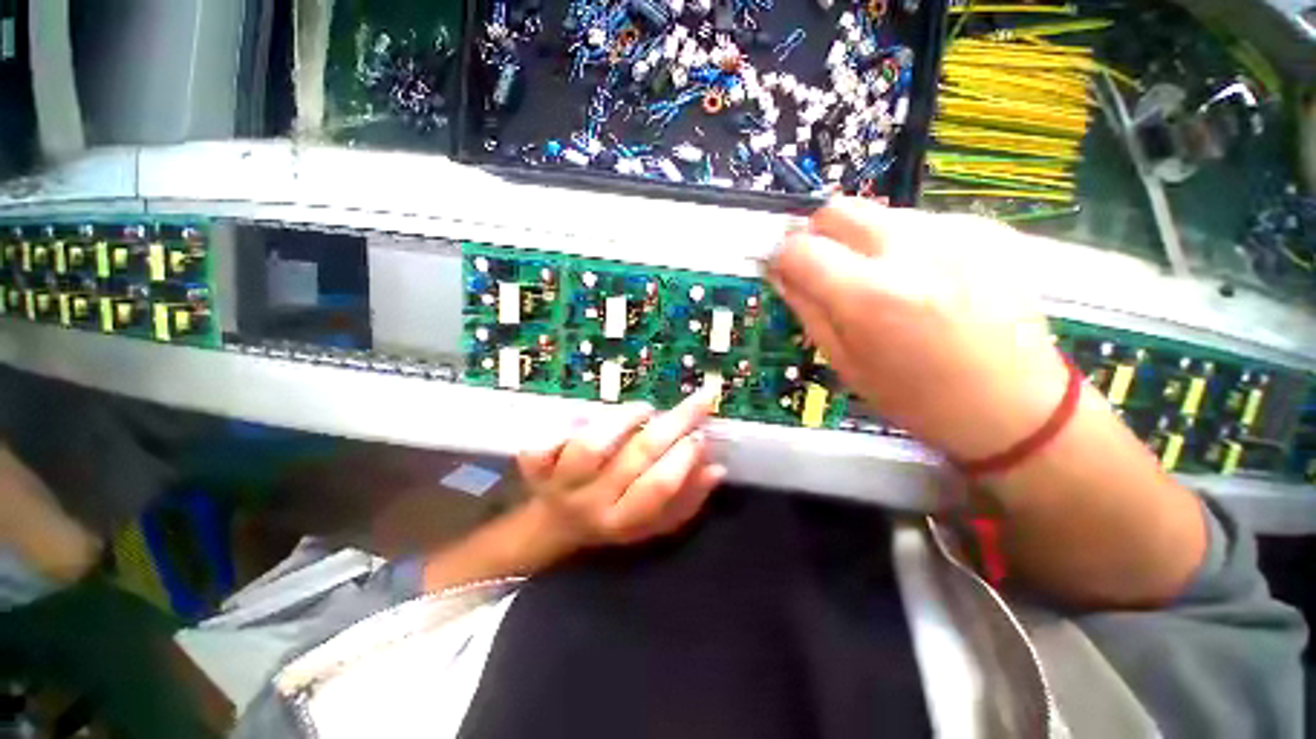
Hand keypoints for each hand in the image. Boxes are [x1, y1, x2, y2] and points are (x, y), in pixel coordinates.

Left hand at [516, 389, 726, 547]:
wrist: (556, 525)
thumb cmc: (614, 517)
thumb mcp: (654, 522)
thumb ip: (686, 498)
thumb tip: (716, 467)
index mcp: (623, 520)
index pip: (658, 488)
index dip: (684, 457)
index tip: (701, 433)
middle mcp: (592, 503)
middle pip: (634, 458)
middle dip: (673, 424)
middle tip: (697, 400)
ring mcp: (560, 483)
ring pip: (592, 446)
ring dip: (625, 420)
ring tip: (645, 409)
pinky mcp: (535, 467)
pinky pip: (545, 445)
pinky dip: (565, 426)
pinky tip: (587, 416)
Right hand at [767, 198, 1068, 461]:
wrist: (1016, 405)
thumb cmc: (917, 397)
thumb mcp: (845, 362)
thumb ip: (807, 310)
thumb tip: (782, 273)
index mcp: (869, 296)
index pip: (799, 248)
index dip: (782, 258)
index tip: (785, 272)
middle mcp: (911, 249)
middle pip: (836, 209)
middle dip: (817, 235)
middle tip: (824, 269)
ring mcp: (955, 232)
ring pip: (878, 213)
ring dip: (861, 241)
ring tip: (882, 280)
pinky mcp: (986, 227)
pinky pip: (919, 221)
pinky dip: (904, 244)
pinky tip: (924, 280)